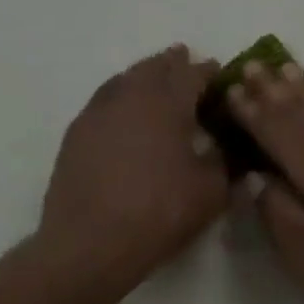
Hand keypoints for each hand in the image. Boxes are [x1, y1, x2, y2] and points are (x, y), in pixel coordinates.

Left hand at [38, 45, 227, 285]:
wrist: (91, 243)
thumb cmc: (160, 212)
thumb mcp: (211, 190)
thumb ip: (224, 161)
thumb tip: (227, 146)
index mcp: (167, 104)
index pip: (192, 75)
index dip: (209, 71)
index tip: (220, 72)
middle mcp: (130, 98)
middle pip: (154, 68)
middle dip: (173, 63)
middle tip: (186, 60)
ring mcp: (97, 114)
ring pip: (124, 80)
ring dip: (144, 75)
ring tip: (156, 80)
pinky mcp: (76, 135)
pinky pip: (104, 101)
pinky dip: (120, 96)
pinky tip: (126, 113)